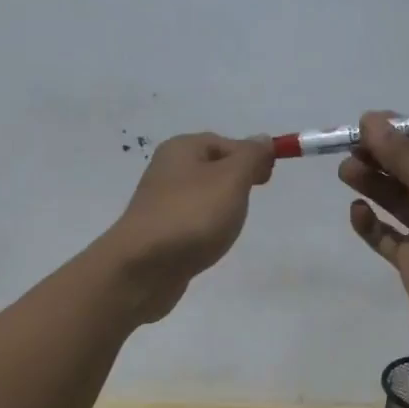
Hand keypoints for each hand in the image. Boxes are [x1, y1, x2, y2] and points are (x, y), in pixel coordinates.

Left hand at [100, 132, 274, 322]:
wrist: (142, 268)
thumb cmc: (191, 216)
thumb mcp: (231, 179)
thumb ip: (250, 157)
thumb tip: (262, 139)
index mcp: (182, 149)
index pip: (225, 143)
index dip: (250, 157)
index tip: (266, 181)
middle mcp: (167, 169)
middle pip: (213, 168)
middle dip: (236, 183)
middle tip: (248, 203)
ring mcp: (160, 202)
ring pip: (202, 196)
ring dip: (221, 208)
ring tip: (228, 227)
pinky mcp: (158, 232)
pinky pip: (191, 221)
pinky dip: (205, 228)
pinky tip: (209, 243)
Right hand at [338, 111, 408, 363]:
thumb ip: (402, 155)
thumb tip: (370, 118)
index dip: (403, 133)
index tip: (368, 123)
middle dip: (382, 158)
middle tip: (349, 147)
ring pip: (397, 200)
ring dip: (373, 184)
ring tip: (346, 172)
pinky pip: (388, 236)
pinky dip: (372, 224)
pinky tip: (358, 211)